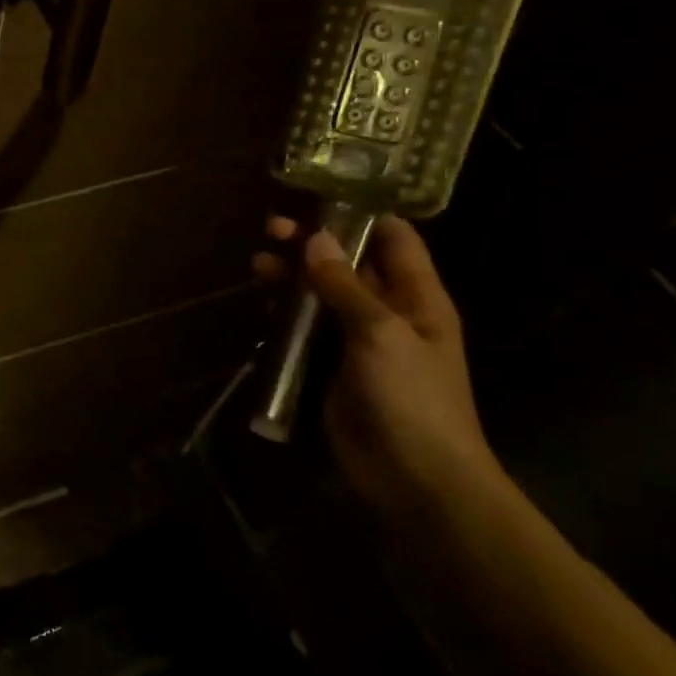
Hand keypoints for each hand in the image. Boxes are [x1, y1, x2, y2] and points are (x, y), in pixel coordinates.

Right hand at [255, 214, 503, 512]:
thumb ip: (345, 285)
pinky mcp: (330, 367)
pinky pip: (305, 330)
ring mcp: (358, 341)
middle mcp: (388, 312)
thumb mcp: (382, 334)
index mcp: (417, 298)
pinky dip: (284, 314)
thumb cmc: (412, 399)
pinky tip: (262, 306)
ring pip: (321, 295)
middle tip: (271, 229)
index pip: (394, 239)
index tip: (316, 196)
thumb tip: (315, 237)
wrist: (415, 480)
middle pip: (348, 264)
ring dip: (292, 277)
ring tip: (258, 265)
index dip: (360, 214)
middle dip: (312, 244)